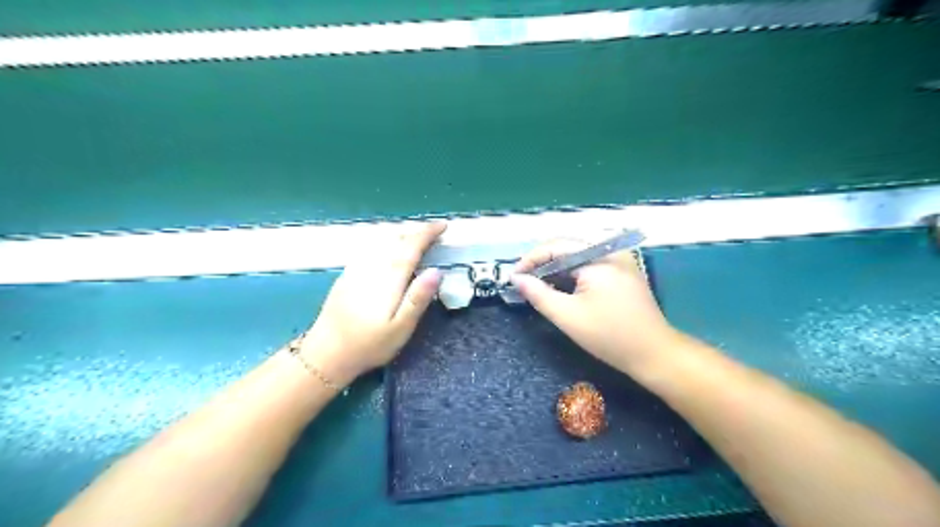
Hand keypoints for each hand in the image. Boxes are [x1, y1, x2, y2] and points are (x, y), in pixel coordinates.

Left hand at [300, 219, 446, 385]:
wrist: (326, 353)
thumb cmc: (369, 344)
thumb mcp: (401, 328)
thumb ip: (419, 298)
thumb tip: (437, 270)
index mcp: (389, 278)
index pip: (411, 246)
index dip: (428, 233)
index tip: (443, 225)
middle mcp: (372, 267)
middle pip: (396, 239)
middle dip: (417, 231)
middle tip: (435, 232)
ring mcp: (357, 269)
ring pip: (382, 241)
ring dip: (402, 234)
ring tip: (416, 238)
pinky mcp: (347, 275)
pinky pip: (370, 248)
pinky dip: (385, 242)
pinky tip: (387, 249)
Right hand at [511, 238, 679, 374]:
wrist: (654, 354)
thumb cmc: (609, 337)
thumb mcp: (567, 317)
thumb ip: (538, 294)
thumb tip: (516, 278)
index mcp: (599, 258)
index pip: (556, 246)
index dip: (531, 259)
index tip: (513, 276)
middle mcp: (611, 252)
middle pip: (568, 248)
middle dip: (543, 263)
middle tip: (524, 281)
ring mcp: (621, 260)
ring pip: (579, 256)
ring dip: (557, 269)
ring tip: (538, 285)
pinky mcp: (624, 271)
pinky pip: (591, 264)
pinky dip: (573, 274)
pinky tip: (562, 287)